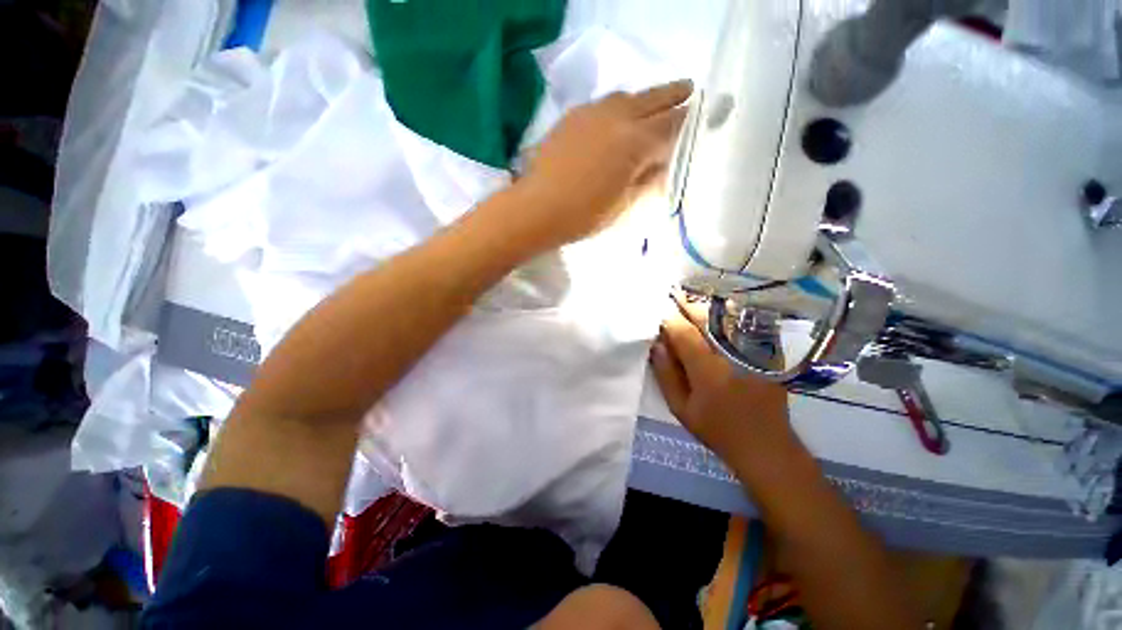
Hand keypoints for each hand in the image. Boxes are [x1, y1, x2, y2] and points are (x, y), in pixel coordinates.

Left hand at [517, 80, 692, 248]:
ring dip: (644, 99)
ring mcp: (592, 112)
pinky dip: (618, 107)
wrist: (537, 208)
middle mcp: (617, 117)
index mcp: (634, 142)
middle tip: (688, 91)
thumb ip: (646, 181)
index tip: (699, 118)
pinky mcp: (572, 116)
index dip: (687, 122)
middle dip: (673, 96)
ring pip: (627, 97)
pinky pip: (603, 104)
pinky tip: (617, 120)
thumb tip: (661, 165)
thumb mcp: (624, 205)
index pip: (671, 125)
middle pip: (653, 99)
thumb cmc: (583, 215)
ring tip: (652, 107)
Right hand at [649, 294, 799, 474]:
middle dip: (687, 303)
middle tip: (673, 293)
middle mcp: (732, 354)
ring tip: (691, 297)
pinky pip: (745, 325)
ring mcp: (754, 351)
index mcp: (708, 369)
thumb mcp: (681, 408)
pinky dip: (728, 315)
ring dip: (706, 305)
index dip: (669, 318)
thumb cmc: (717, 429)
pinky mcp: (768, 353)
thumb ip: (666, 374)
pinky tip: (717, 312)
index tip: (658, 310)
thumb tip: (657, 344)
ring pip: (727, 317)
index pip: (683, 332)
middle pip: (707, 318)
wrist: (766, 446)